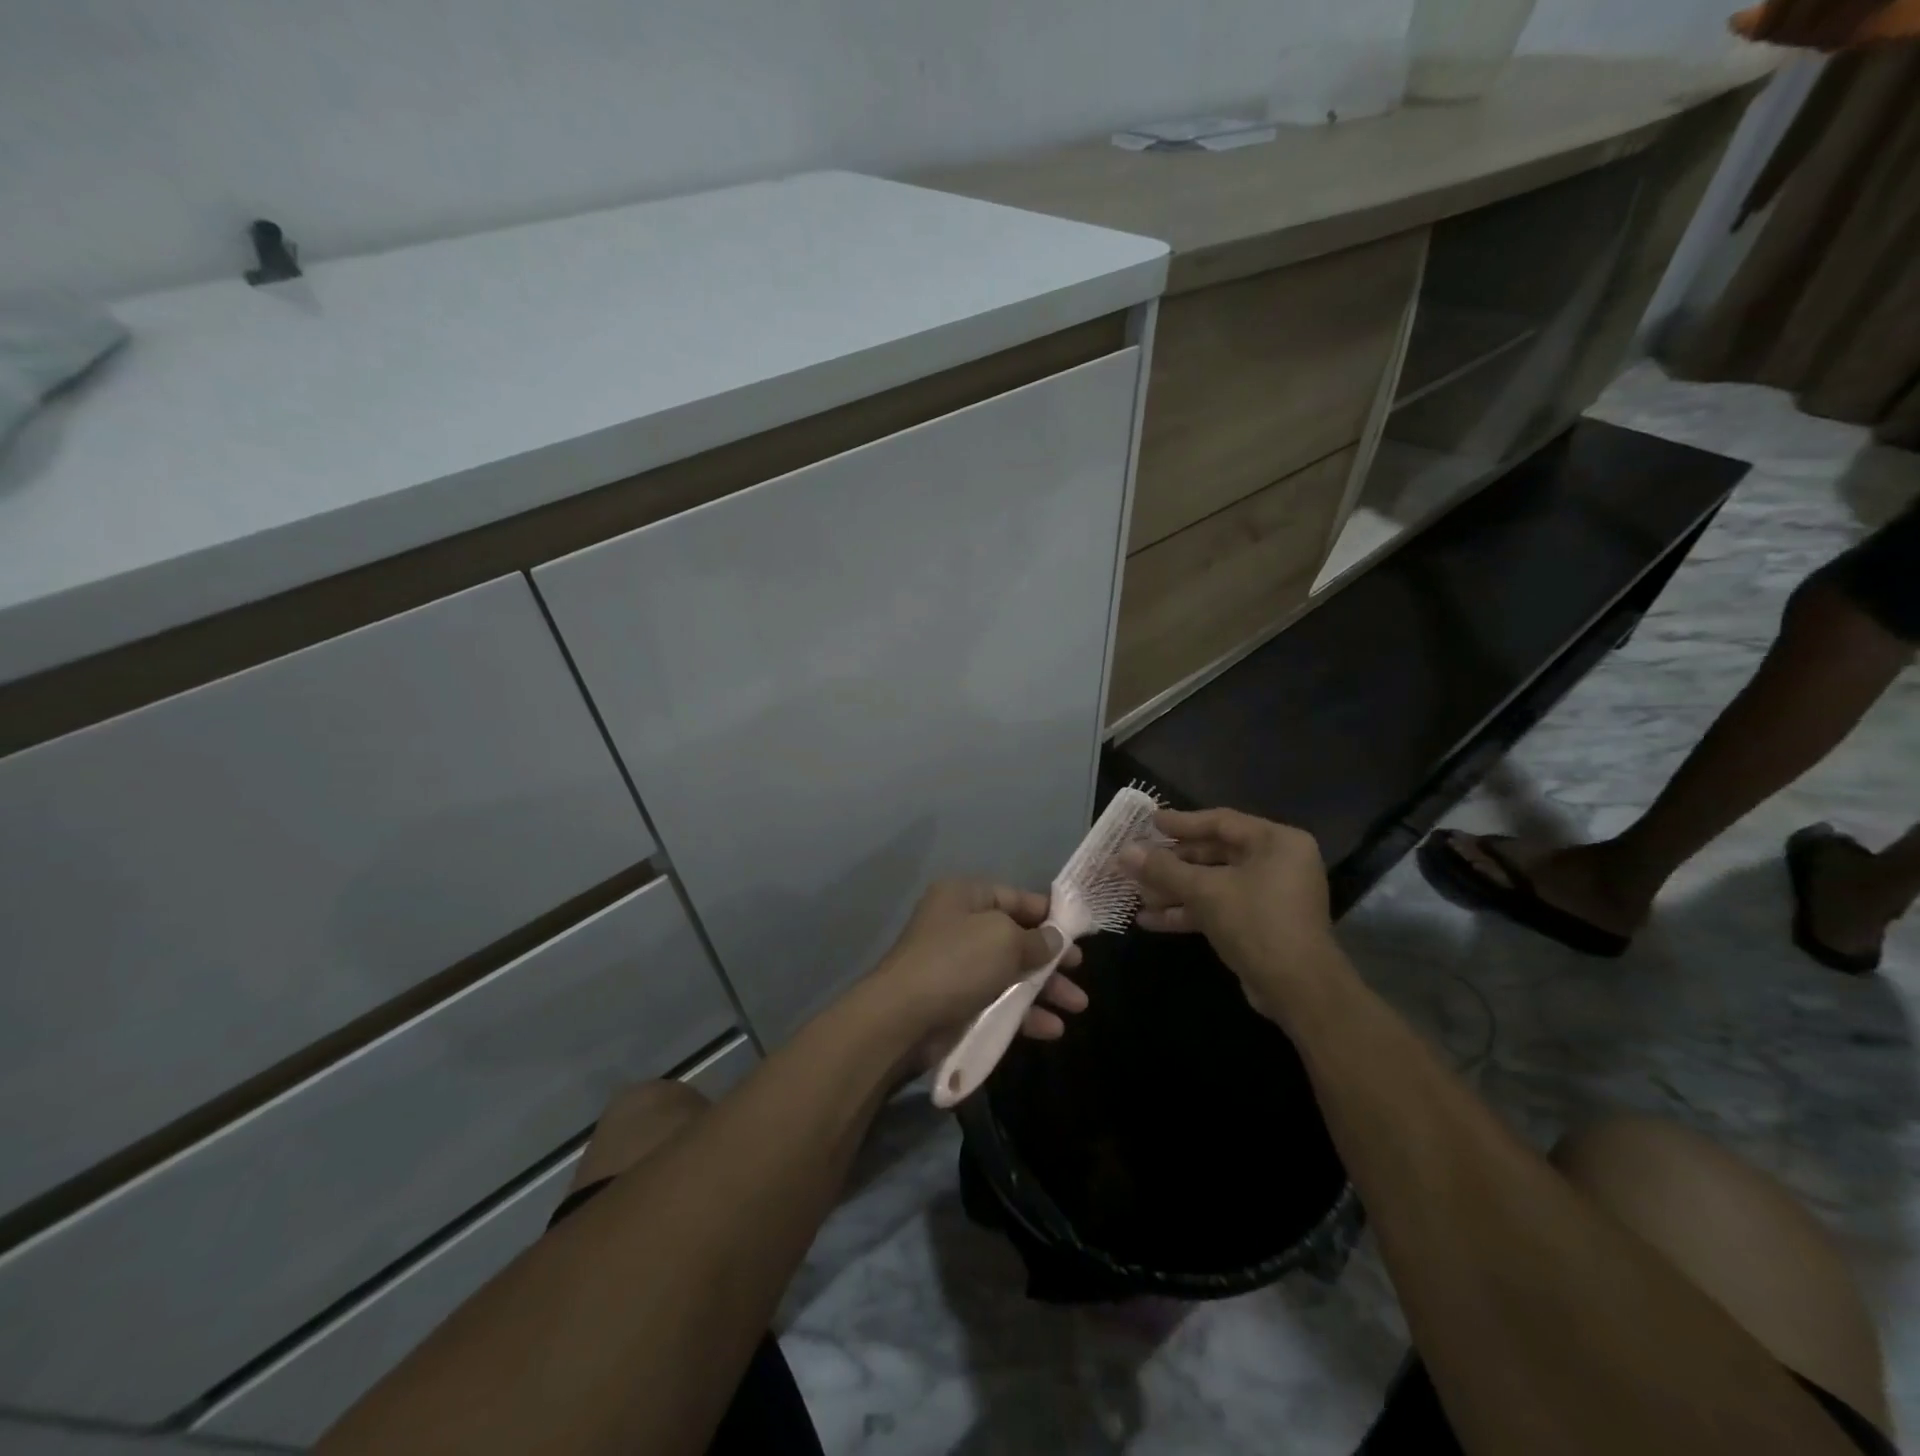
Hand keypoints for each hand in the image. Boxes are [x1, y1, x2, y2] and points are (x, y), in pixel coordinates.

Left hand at [865, 880, 1086, 1062]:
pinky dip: (1025, 1013)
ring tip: (1078, 1005)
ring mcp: (957, 966)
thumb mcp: (1005, 939)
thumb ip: (1037, 939)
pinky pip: (998, 1001)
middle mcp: (960, 926)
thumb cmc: (958, 962)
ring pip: (1011, 972)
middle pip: (1016, 937)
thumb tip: (1054, 939)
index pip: (1015, 897)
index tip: (1080, 932)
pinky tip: (1052, 1029)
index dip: (1049, 913)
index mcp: (965, 896)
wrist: (904, 1018)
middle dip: (1050, 956)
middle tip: (1079, 969)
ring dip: (1045, 988)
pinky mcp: (957, 1002)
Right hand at [1119, 808, 1347, 1025]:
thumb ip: (1163, 869)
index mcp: (1276, 842)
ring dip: (1174, 890)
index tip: (1148, 822)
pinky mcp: (1260, 924)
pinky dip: (1189, 911)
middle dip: (1172, 863)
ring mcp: (1270, 895)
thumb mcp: (1205, 891)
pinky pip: (1219, 907)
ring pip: (1213, 883)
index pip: (1221, 822)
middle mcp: (1277, 863)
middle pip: (1214, 854)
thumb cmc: (1256, 923)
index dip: (1181, 822)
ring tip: (1136, 895)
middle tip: (1137, 861)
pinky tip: (1150, 920)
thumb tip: (1124, 852)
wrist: (1299, 990)